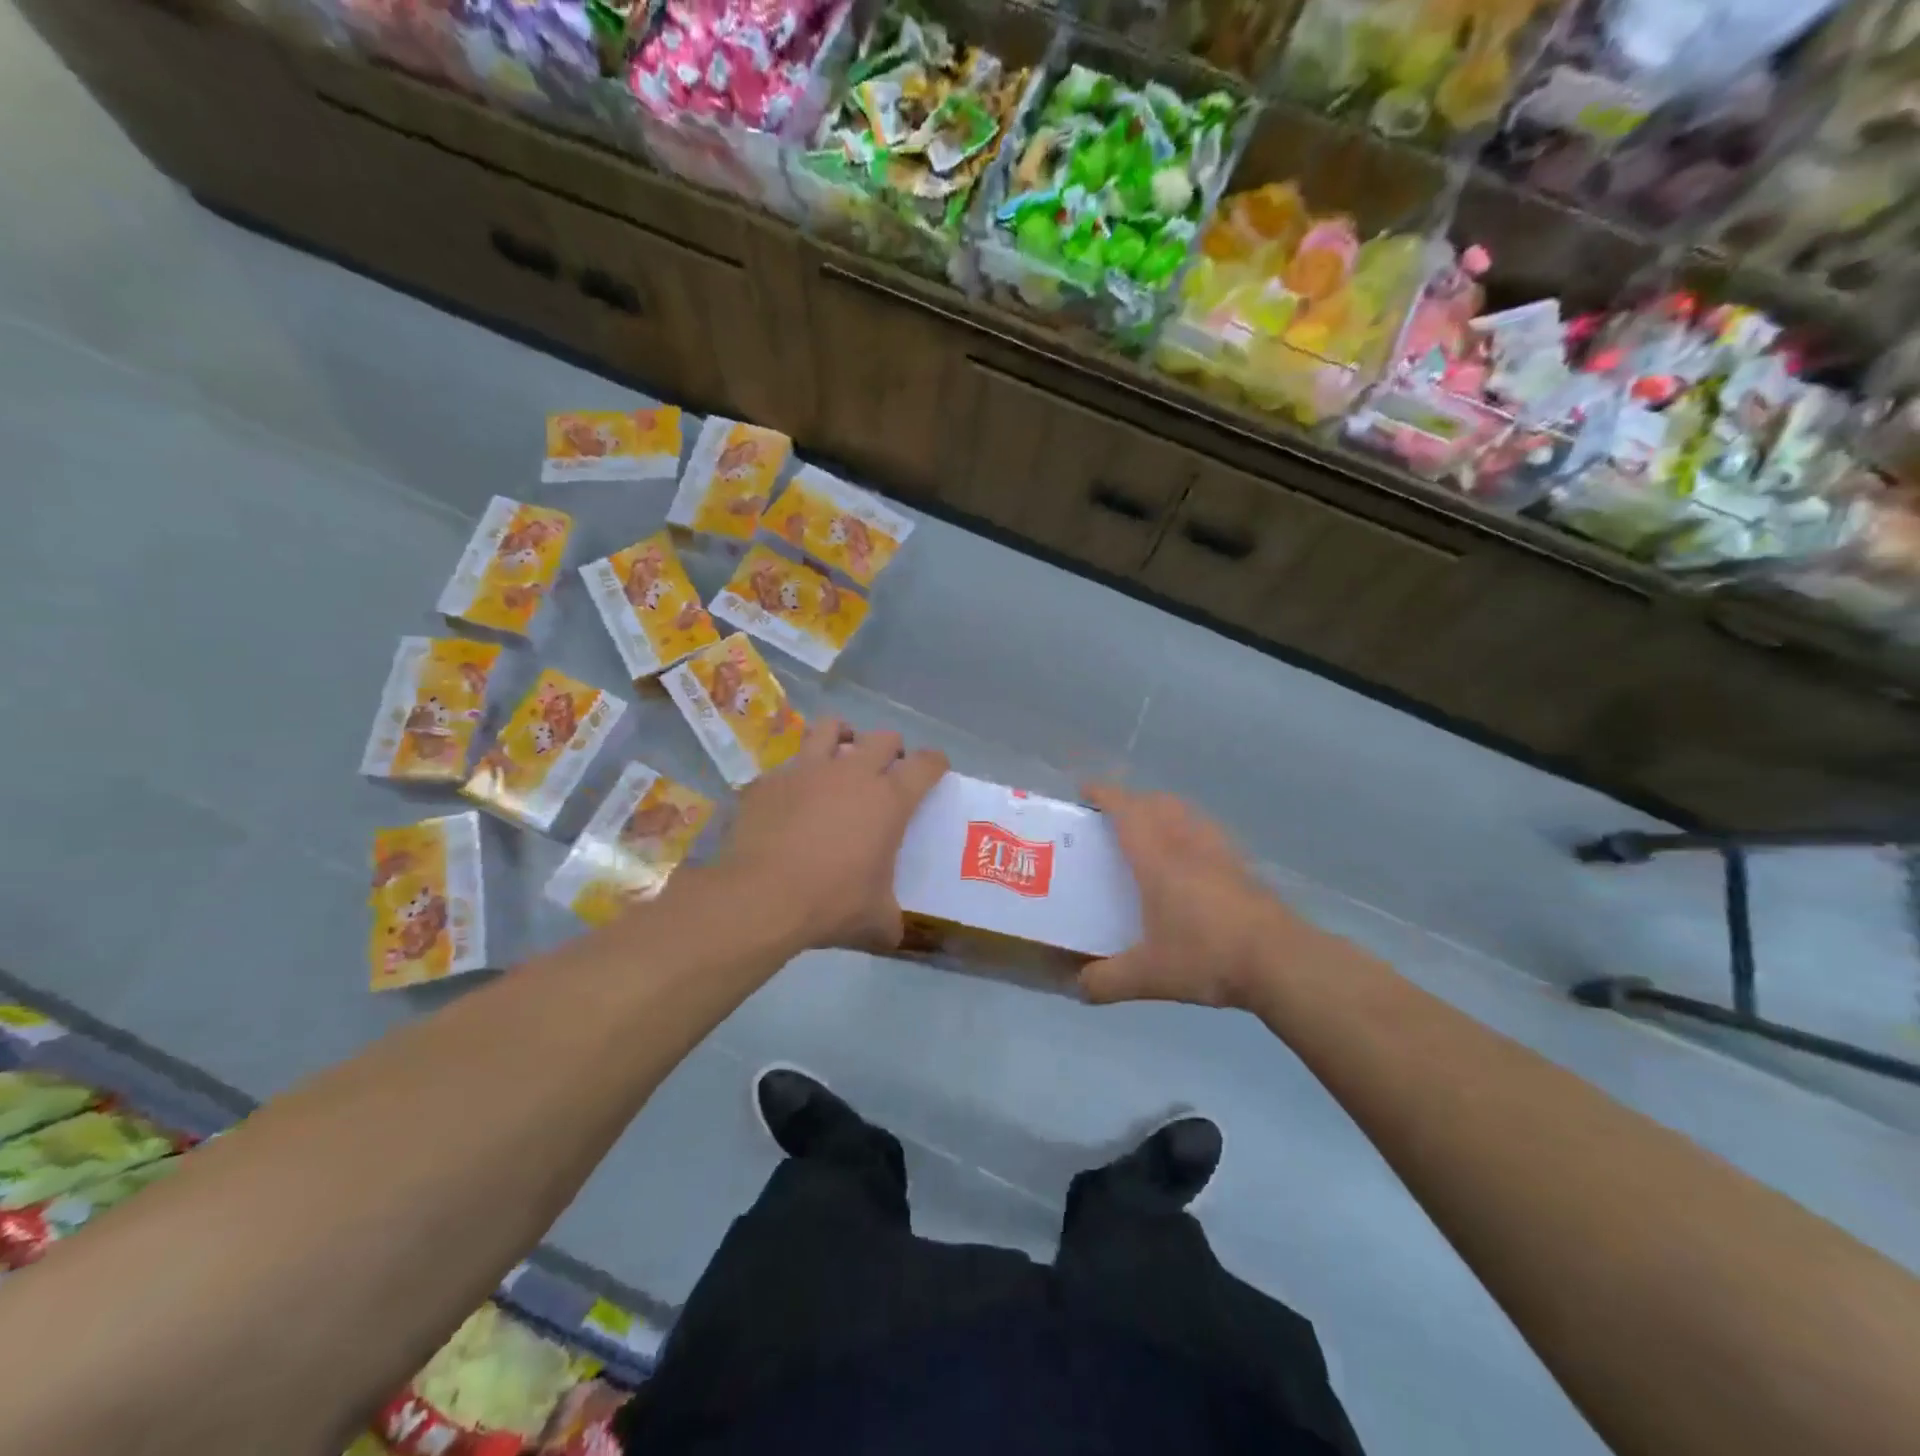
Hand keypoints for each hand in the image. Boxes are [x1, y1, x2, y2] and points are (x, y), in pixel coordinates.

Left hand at [719, 718, 947, 951]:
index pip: (926, 765)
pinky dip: (796, 775)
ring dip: (842, 736)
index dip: (936, 763)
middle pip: (883, 738)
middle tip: (887, 771)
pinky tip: (791, 798)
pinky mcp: (769, 780)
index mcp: (889, 800)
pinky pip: (788, 765)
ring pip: (831, 727)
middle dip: (892, 749)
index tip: (936, 770)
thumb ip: (890, 919)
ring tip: (840, 754)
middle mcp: (852, 773)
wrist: (760, 897)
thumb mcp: (875, 920)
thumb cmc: (831, 903)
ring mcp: (807, 770)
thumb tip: (894, 933)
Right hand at [1080, 784, 1340, 1009]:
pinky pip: (1209, 833)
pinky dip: (1191, 832)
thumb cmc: (1207, 956)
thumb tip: (1078, 987)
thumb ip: (1106, 981)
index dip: (1104, 794)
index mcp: (1157, 858)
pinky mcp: (1243, 867)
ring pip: (1188, 813)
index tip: (1085, 790)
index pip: (1126, 810)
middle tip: (1113, 819)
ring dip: (1165, 811)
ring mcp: (1220, 853)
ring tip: (1151, 835)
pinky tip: (1192, 863)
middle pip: (1158, 802)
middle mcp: (1187, 844)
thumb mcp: (1148, 976)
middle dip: (1133, 801)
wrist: (1281, 961)